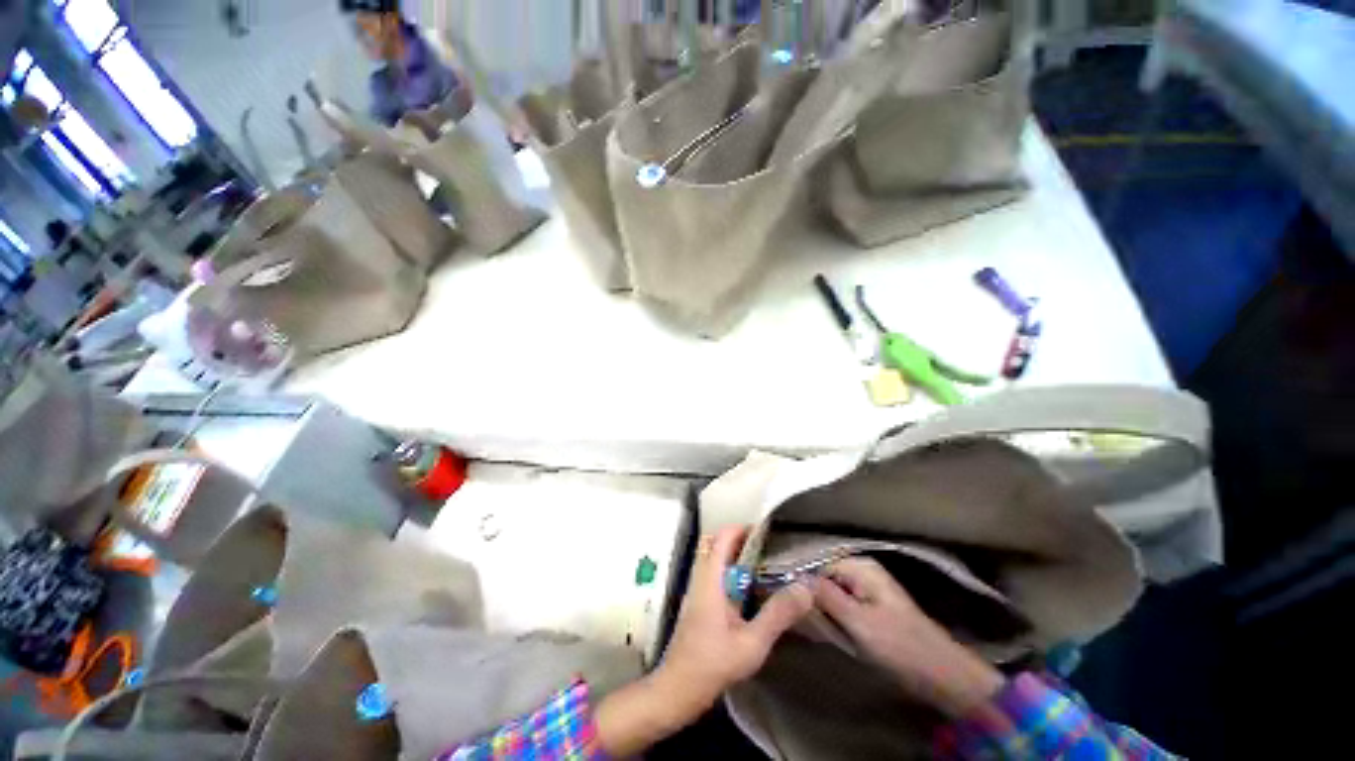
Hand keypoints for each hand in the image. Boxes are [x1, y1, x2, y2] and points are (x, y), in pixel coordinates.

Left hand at [595, 527, 811, 756]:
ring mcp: (697, 588)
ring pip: (713, 557)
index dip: (743, 529)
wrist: (679, 689)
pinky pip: (714, 573)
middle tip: (766, 550)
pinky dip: (730, 570)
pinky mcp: (699, 601)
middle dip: (740, 539)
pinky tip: (750, 590)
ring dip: (735, 554)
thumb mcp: (752, 643)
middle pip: (715, 542)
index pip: (722, 537)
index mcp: (711, 579)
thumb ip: (778, 614)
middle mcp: (701, 576)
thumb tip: (806, 587)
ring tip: (763, 566)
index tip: (768, 534)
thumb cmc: (713, 664)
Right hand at [811, 557, 1004, 717]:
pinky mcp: (868, 607)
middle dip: (809, 596)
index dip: (800, 579)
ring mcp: (865, 589)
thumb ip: (826, 596)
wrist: (941, 672)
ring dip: (819, 609)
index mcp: (859, 567)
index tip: (783, 597)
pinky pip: (840, 605)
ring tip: (807, 626)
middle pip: (822, 576)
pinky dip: (830, 616)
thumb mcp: (858, 622)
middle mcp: (860, 571)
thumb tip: (795, 577)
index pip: (817, 563)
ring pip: (829, 592)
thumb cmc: (900, 645)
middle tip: (796, 618)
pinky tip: (823, 630)